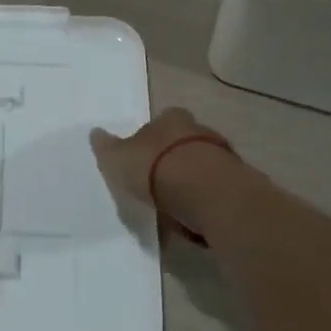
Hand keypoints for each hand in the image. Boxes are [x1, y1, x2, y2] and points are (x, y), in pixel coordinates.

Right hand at [90, 108, 233, 236]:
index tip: (142, 156)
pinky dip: (203, 196)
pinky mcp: (235, 180)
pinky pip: (213, 186)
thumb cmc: (155, 167)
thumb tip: (95, 132)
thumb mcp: (118, 158)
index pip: (161, 120)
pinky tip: (192, 212)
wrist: (206, 192)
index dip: (150, 137)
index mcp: (170, 118)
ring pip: (201, 163)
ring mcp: (221, 154)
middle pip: (183, 140)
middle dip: (172, 157)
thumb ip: (107, 147)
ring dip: (190, 178)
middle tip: (157, 180)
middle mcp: (198, 128)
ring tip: (174, 202)